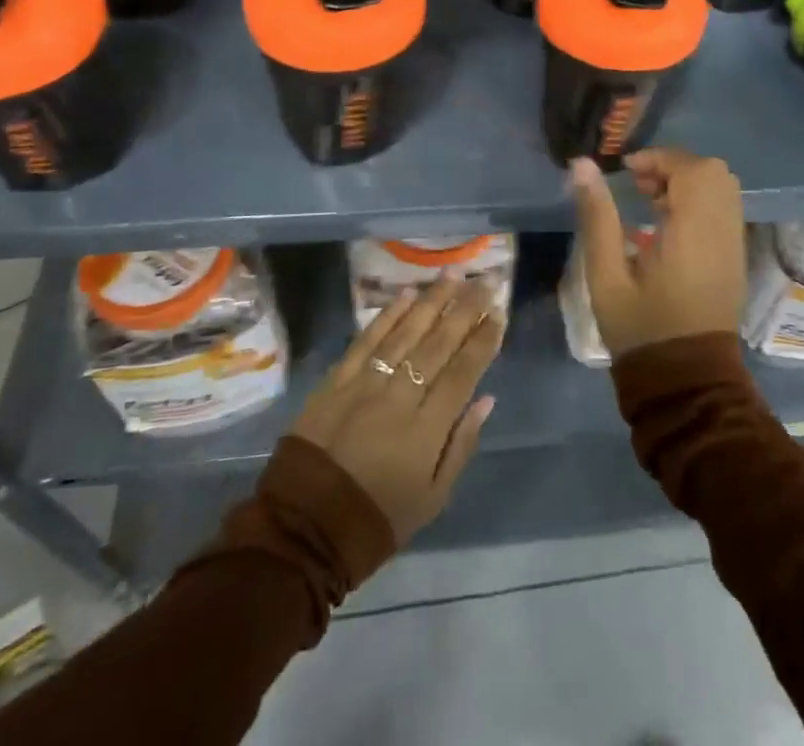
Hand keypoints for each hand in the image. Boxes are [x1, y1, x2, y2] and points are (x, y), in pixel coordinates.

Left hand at [288, 277, 502, 544]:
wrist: (303, 529)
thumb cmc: (377, 518)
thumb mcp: (432, 498)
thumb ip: (461, 445)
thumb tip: (486, 399)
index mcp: (427, 429)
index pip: (464, 372)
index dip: (484, 340)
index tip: (499, 313)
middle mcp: (399, 396)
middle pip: (439, 343)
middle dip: (466, 309)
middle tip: (486, 281)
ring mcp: (365, 383)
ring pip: (405, 332)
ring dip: (432, 300)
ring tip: (454, 275)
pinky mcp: (336, 380)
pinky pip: (366, 340)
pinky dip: (388, 315)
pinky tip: (407, 294)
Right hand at [570, 149, 746, 357]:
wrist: (686, 384)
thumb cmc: (640, 330)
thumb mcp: (606, 275)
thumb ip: (597, 216)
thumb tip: (582, 164)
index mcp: (694, 234)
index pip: (692, 170)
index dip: (659, 159)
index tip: (627, 171)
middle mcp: (723, 233)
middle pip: (713, 172)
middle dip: (674, 166)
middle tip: (639, 184)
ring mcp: (734, 246)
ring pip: (722, 188)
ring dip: (687, 181)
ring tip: (650, 200)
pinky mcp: (735, 259)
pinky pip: (724, 209)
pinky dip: (699, 200)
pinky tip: (668, 222)